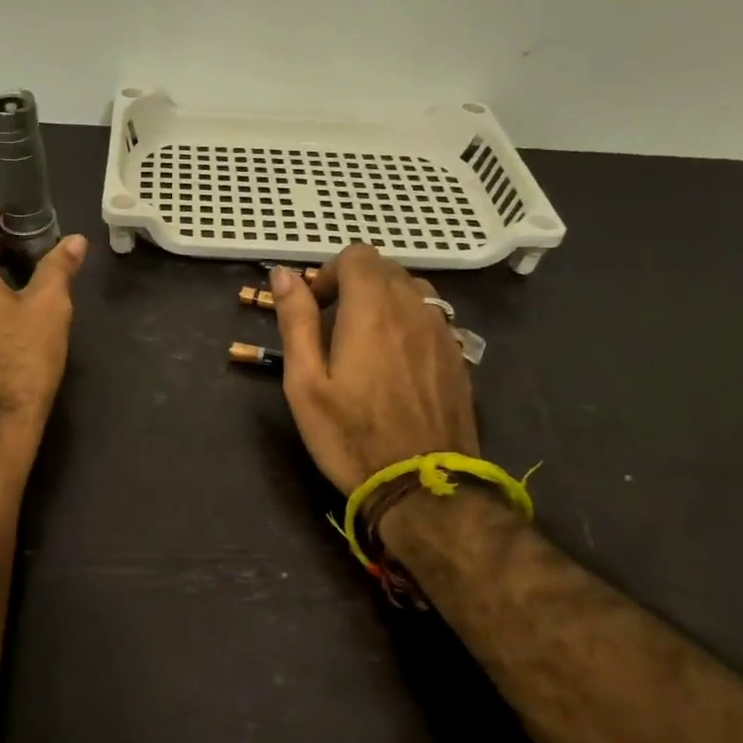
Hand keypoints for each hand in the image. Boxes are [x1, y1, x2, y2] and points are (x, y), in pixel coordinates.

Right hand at [269, 248, 478, 493]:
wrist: (422, 486)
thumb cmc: (350, 435)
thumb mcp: (305, 382)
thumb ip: (296, 321)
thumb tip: (284, 274)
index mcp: (372, 309)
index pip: (357, 255)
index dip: (330, 273)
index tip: (316, 308)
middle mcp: (414, 309)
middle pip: (386, 269)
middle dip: (355, 285)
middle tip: (332, 328)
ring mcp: (443, 333)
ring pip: (413, 291)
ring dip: (384, 302)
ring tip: (364, 343)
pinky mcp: (458, 357)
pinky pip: (431, 319)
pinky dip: (408, 324)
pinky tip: (395, 364)